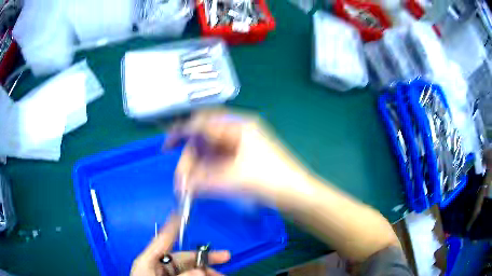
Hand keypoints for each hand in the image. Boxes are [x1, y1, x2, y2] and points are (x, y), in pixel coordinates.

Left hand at [131, 215, 229, 275]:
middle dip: (205, 258)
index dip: (172, 227)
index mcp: (149, 261)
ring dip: (207, 270)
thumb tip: (200, 269)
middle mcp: (159, 267)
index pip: (162, 240)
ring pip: (191, 269)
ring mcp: (167, 275)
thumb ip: (180, 275)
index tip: (181, 214)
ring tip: (222, 275)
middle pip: (185, 258)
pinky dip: (202, 275)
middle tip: (225, 257)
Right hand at [164, 109, 311, 200]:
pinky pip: (218, 159)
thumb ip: (203, 181)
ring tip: (191, 185)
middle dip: (190, 157)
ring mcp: (241, 144)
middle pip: (204, 138)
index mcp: (239, 125)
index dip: (181, 132)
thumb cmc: (270, 180)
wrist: (297, 194)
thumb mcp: (234, 178)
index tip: (167, 147)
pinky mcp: (243, 157)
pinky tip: (203, 182)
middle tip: (183, 179)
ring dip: (198, 166)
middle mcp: (239, 130)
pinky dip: (208, 170)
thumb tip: (181, 186)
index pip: (203, 123)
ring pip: (210, 150)